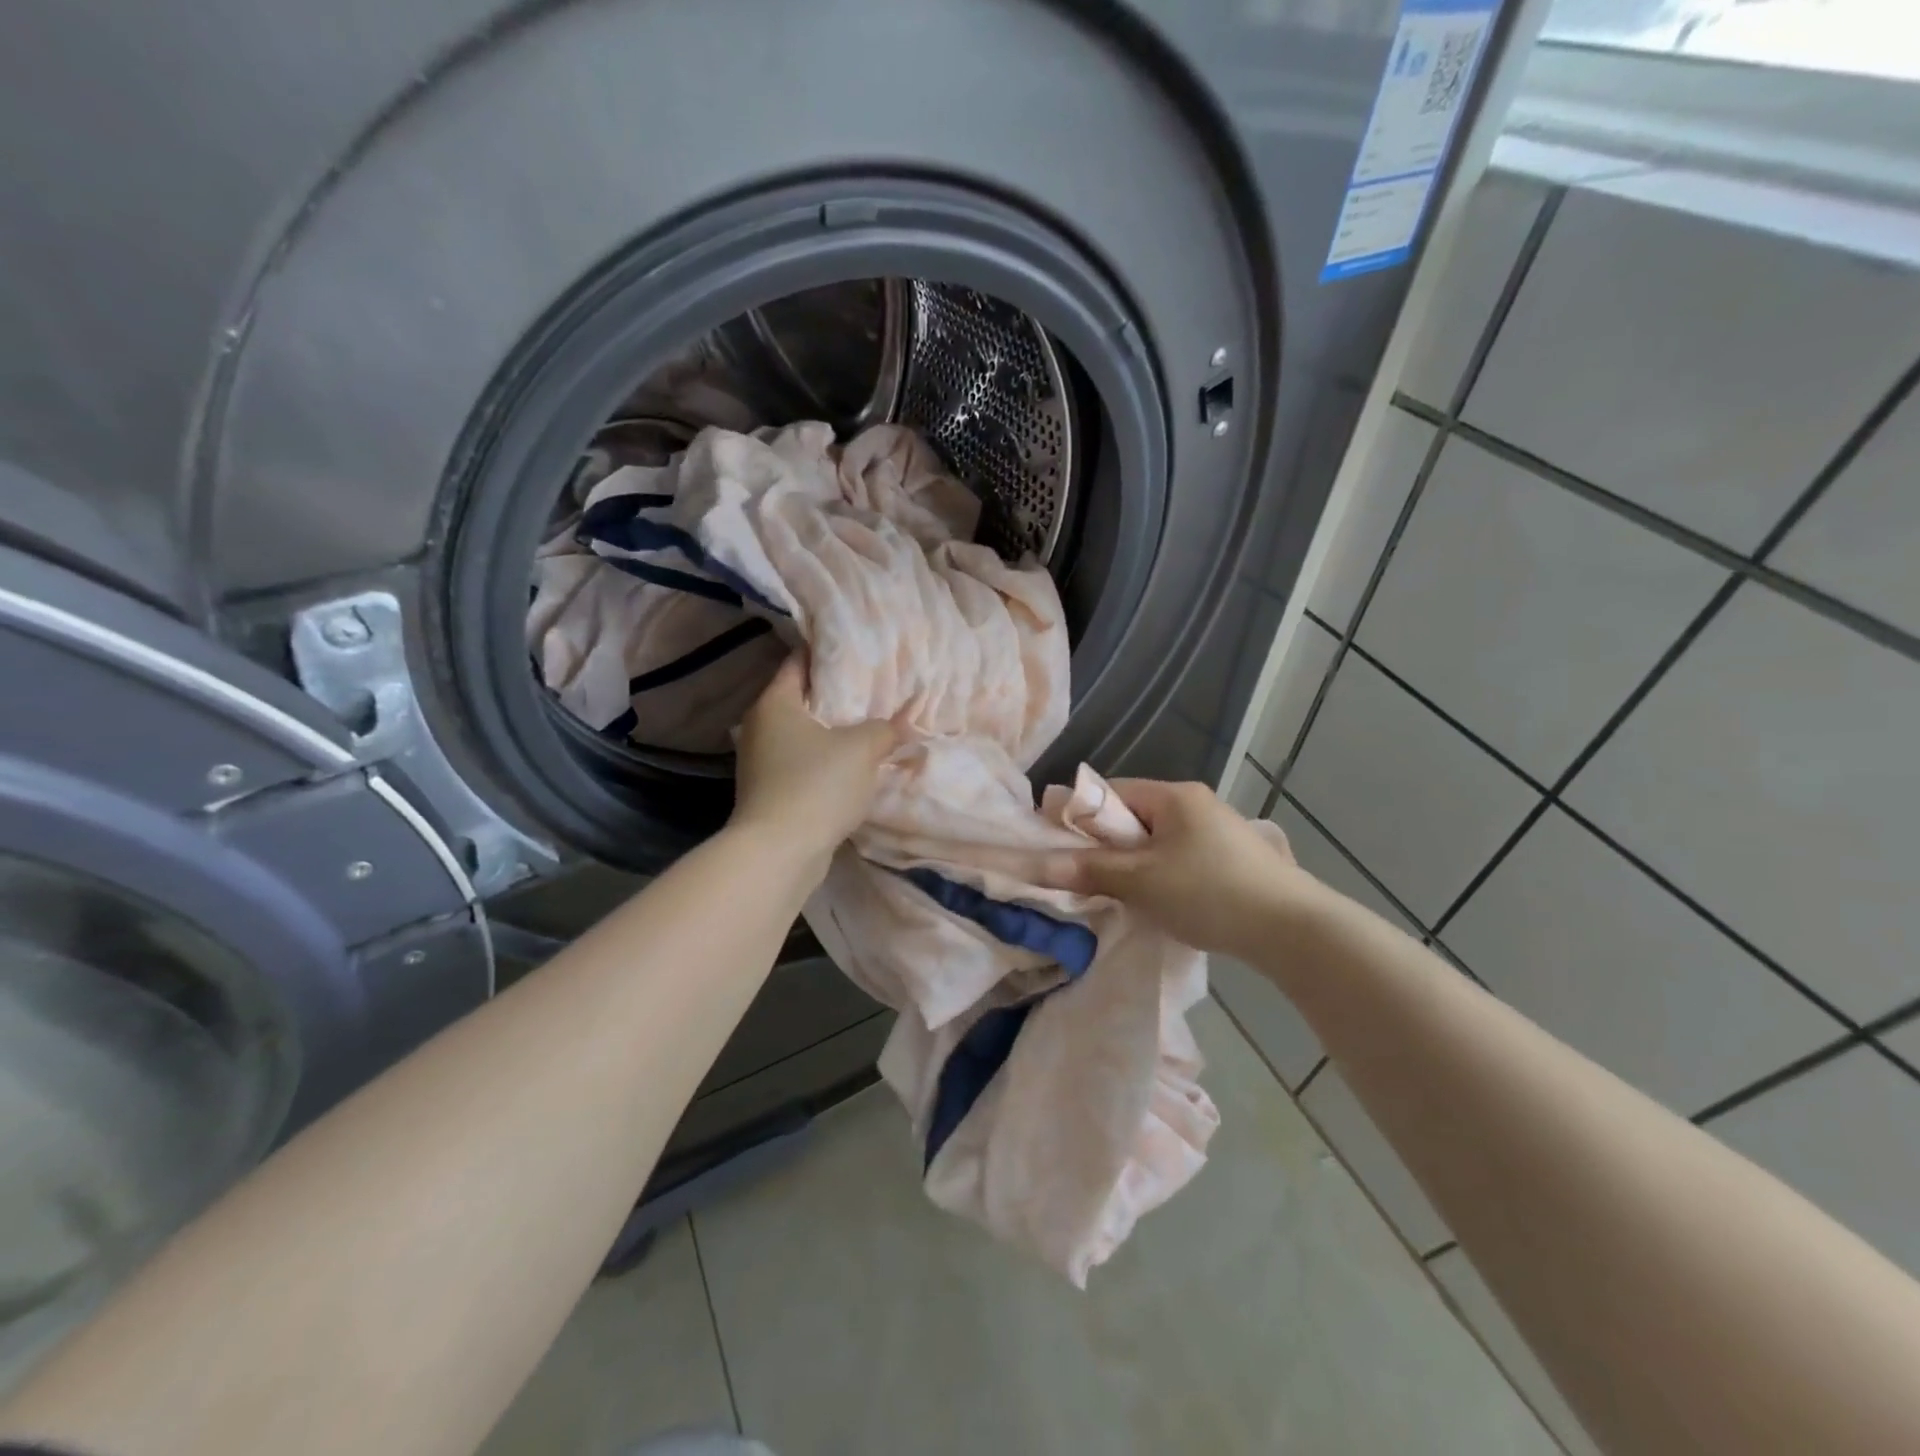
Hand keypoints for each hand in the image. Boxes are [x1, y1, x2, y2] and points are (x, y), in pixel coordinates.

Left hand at [730, 654, 903, 861]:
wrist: (779, 852)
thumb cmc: (816, 784)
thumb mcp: (862, 749)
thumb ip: (886, 728)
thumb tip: (905, 722)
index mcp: (775, 702)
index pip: (799, 662)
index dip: (829, 653)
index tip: (860, 649)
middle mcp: (760, 726)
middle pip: (803, 698)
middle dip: (838, 694)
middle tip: (875, 686)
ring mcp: (762, 761)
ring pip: (805, 733)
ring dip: (834, 731)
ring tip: (872, 723)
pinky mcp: (771, 790)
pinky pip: (804, 762)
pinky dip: (827, 759)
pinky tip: (856, 763)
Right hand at [1031, 779, 1308, 958]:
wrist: (1293, 929)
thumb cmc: (1209, 892)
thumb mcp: (1141, 881)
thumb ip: (1088, 870)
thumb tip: (1036, 864)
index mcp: (1174, 795)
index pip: (1111, 792)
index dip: (1080, 816)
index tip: (1060, 848)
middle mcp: (1196, 804)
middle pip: (1133, 817)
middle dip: (1108, 847)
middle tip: (1089, 879)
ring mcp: (1218, 831)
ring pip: (1157, 842)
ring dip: (1135, 865)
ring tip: (1123, 896)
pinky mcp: (1233, 860)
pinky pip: (1179, 859)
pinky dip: (1161, 877)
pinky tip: (1161, 903)